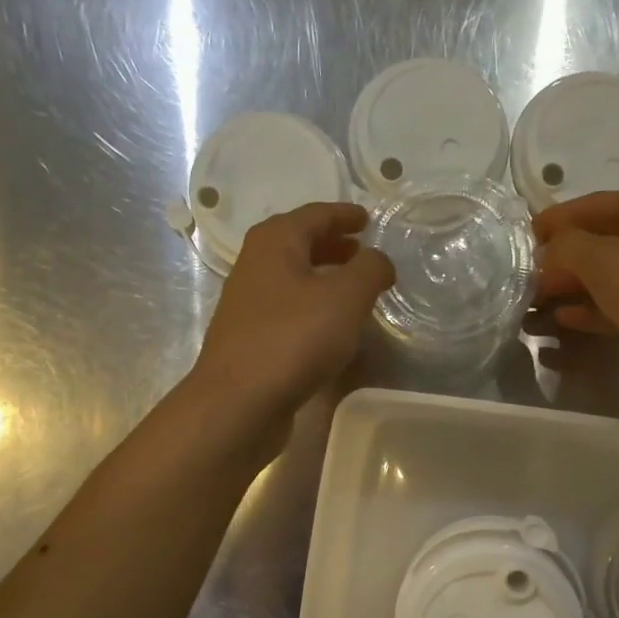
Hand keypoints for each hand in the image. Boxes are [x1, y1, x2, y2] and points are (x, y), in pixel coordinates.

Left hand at [189, 201, 393, 431]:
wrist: (240, 402)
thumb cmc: (294, 338)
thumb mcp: (346, 297)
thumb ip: (370, 270)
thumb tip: (379, 260)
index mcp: (275, 243)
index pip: (315, 215)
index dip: (344, 215)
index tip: (367, 219)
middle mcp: (255, 266)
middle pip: (299, 244)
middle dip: (333, 245)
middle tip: (362, 251)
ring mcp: (249, 304)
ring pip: (293, 278)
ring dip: (324, 277)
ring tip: (355, 290)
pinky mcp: (251, 339)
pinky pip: (289, 310)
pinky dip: (314, 307)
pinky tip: (332, 328)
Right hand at [535, 189, 618, 426]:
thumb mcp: (608, 262)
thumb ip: (568, 248)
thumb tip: (547, 252)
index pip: (591, 206)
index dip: (553, 222)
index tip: (516, 241)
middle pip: (595, 243)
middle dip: (557, 261)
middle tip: (517, 282)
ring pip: (602, 278)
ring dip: (567, 290)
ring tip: (528, 307)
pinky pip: (613, 307)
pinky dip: (586, 313)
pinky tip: (560, 323)